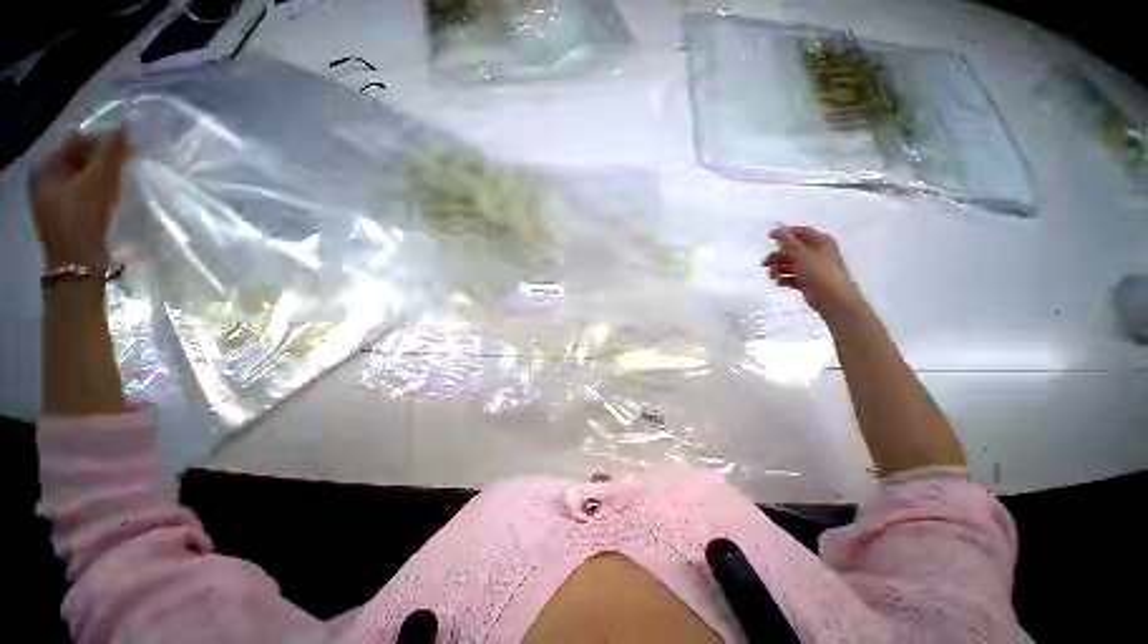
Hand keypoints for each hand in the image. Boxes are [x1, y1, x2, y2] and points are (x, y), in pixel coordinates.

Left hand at [32, 129, 131, 270]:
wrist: (78, 264)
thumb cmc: (85, 216)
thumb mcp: (101, 179)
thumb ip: (114, 151)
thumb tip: (126, 127)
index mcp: (49, 168)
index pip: (76, 140)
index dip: (100, 139)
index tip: (124, 146)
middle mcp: (47, 182)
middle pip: (78, 161)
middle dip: (101, 161)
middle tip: (125, 165)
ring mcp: (54, 205)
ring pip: (81, 181)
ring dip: (100, 179)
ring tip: (121, 184)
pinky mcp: (66, 222)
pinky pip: (82, 199)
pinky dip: (97, 196)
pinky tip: (111, 203)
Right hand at [762, 226, 866, 320]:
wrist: (833, 299)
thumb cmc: (819, 272)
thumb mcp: (802, 254)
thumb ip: (788, 242)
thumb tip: (780, 229)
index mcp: (820, 242)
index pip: (800, 232)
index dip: (785, 233)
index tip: (769, 237)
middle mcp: (817, 253)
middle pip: (792, 250)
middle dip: (778, 255)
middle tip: (765, 263)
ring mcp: (812, 268)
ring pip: (790, 264)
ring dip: (779, 268)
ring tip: (772, 276)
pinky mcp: (808, 282)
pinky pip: (792, 277)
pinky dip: (784, 279)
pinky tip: (780, 282)